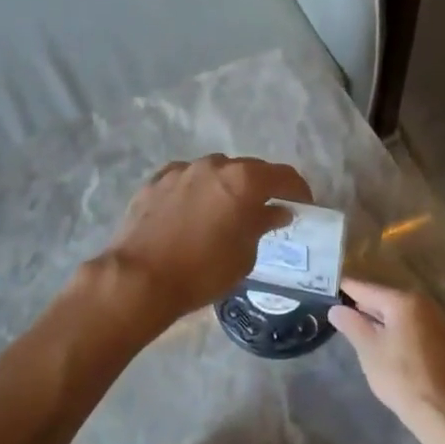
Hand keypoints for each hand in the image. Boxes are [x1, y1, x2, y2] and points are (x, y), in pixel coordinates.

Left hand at [100, 155, 311, 324]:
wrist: (140, 277)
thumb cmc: (203, 271)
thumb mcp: (244, 255)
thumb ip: (262, 225)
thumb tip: (277, 211)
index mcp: (243, 180)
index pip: (283, 176)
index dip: (298, 190)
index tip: (303, 206)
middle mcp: (213, 165)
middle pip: (248, 170)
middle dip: (261, 187)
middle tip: (266, 210)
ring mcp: (181, 170)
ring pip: (214, 172)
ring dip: (226, 187)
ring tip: (226, 211)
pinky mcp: (154, 182)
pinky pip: (186, 180)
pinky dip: (197, 191)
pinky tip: (193, 211)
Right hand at [329, 280, 444, 432]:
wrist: (442, 410)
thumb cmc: (401, 377)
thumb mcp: (369, 349)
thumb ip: (351, 324)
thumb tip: (336, 308)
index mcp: (404, 301)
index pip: (365, 288)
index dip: (343, 289)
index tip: (324, 289)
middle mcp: (423, 303)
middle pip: (382, 297)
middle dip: (359, 304)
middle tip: (334, 309)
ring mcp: (434, 320)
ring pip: (396, 312)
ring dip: (375, 317)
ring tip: (351, 325)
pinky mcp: (439, 337)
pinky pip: (408, 323)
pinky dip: (392, 327)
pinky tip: (378, 340)